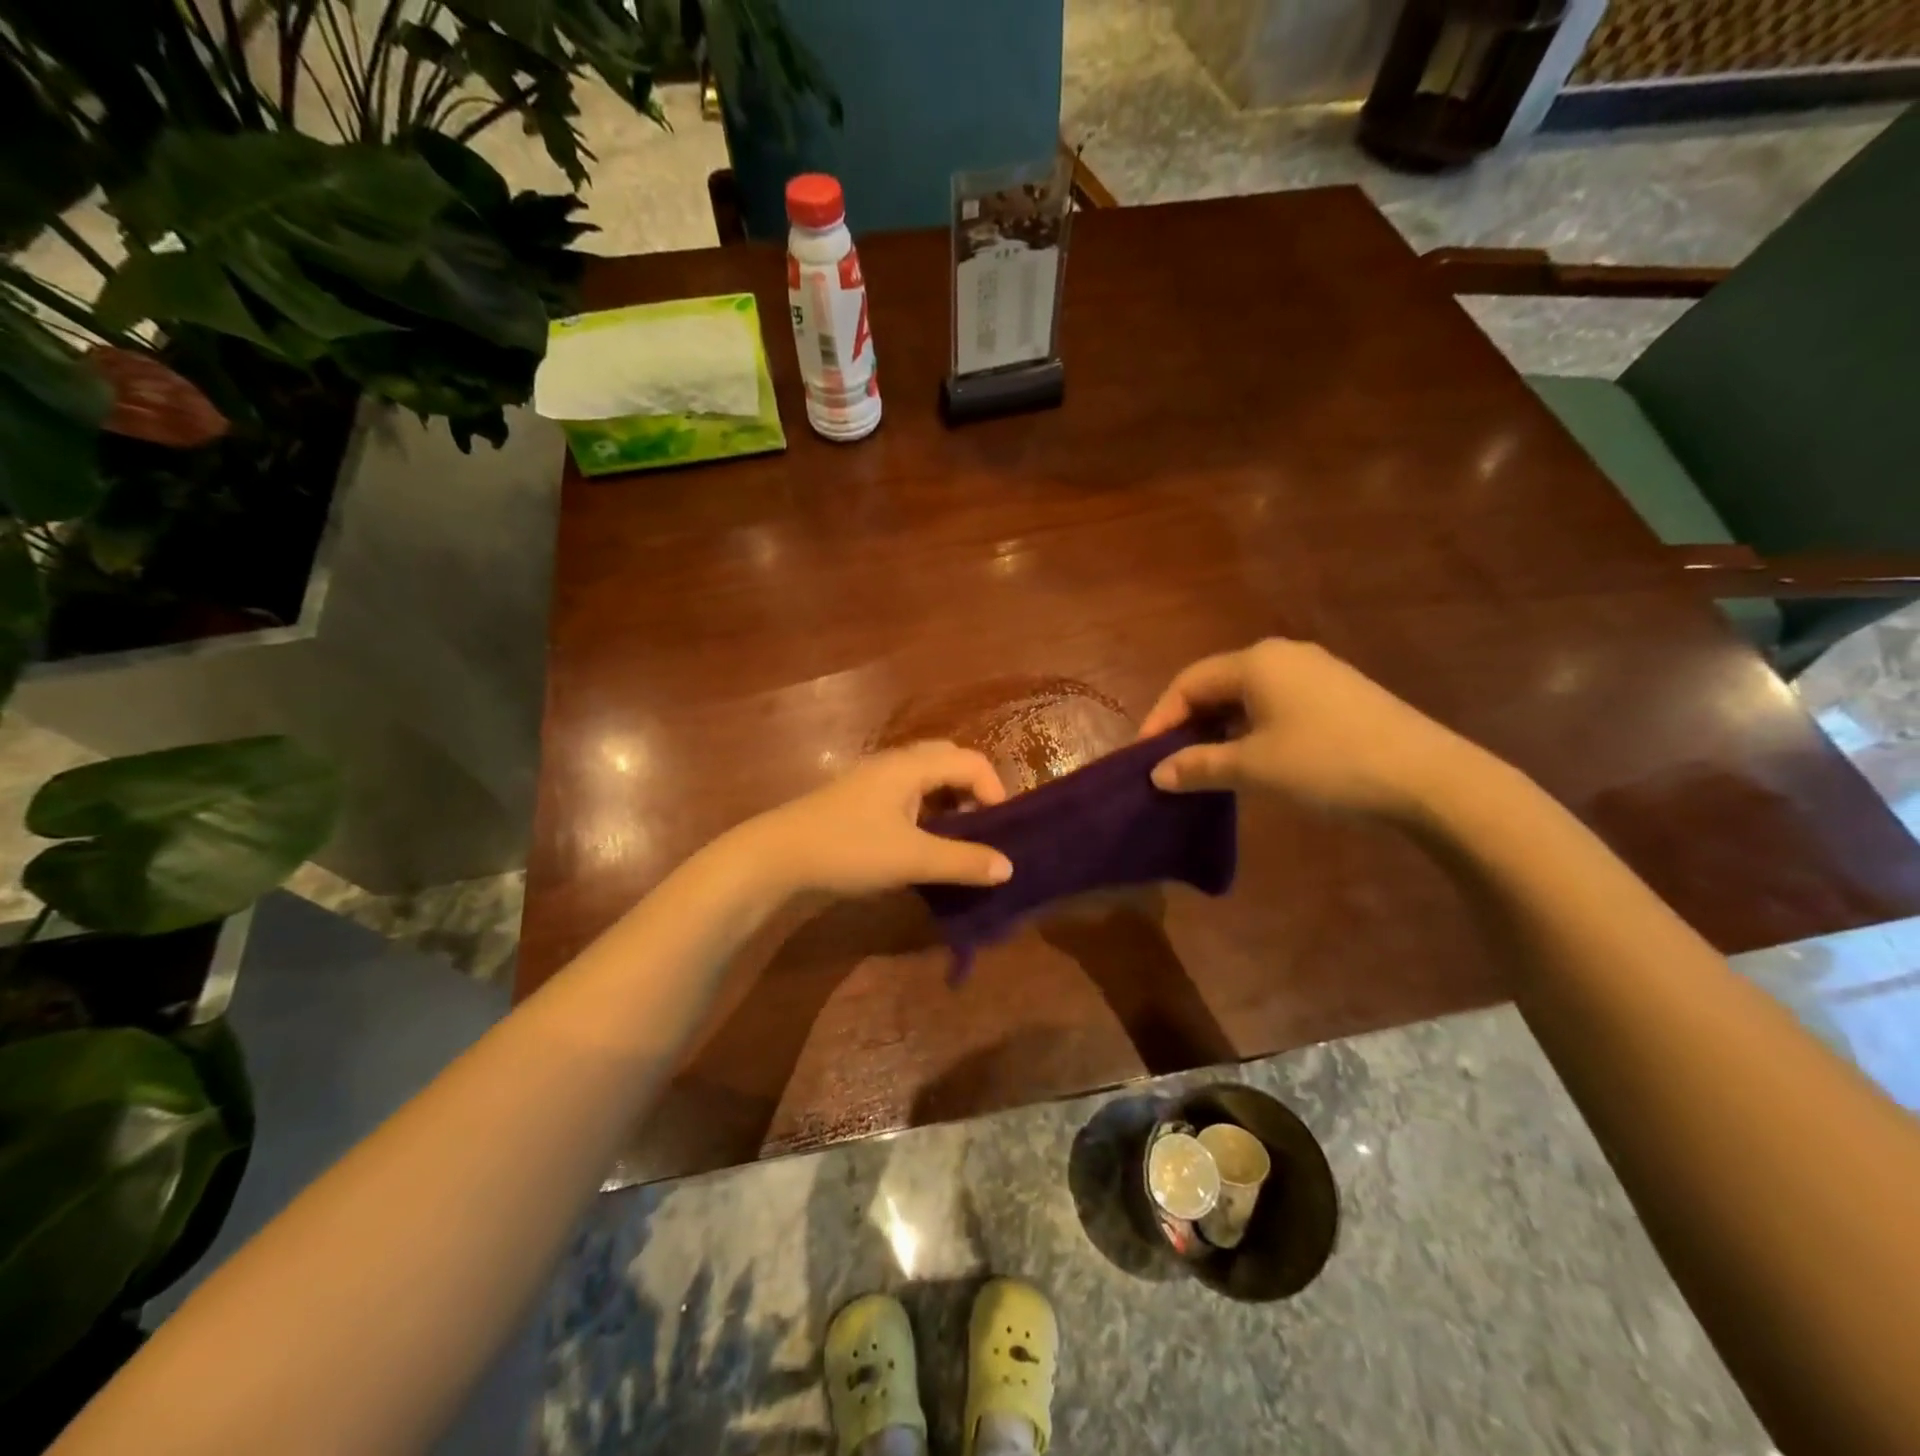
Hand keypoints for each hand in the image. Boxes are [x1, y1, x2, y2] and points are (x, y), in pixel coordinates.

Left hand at [740, 741, 1013, 897]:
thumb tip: (1008, 868)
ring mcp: (872, 779)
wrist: (777, 856)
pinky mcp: (858, 799)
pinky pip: (905, 794)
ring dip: (948, 802)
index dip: (994, 790)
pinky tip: (919, 843)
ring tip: (954, 839)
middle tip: (980, 827)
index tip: (999, 830)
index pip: (970, 761)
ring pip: (925, 778)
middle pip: (947, 761)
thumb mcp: (912, 859)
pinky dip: (925, 811)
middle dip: (972, 790)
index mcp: (911, 765)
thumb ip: (962, 862)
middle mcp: (894, 763)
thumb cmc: (849, 848)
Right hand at [1138, 639, 1483, 821]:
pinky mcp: (1338, 691)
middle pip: (1216, 684)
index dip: (1160, 720)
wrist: (1427, 777)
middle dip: (1189, 723)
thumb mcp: (1253, 768)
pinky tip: (1254, 757)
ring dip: (1220, 728)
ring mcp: (1315, 670)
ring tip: (1208, 765)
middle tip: (1174, 763)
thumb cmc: (1326, 763)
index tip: (1146, 759)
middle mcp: (1282, 654)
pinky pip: (1276, 702)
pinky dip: (1252, 727)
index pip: (1188, 683)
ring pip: (1247, 695)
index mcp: (1255, 661)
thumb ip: (1198, 766)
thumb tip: (1157, 774)